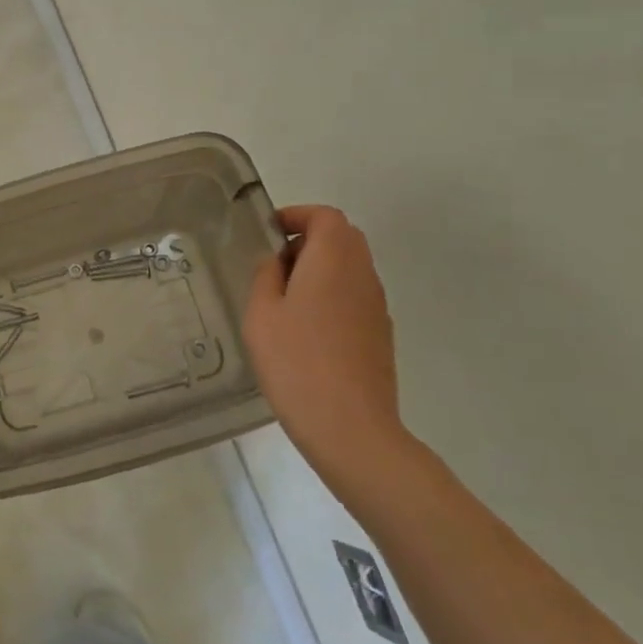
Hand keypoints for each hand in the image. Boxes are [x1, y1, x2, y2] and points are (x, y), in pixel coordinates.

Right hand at [245, 205, 409, 485]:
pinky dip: (332, 295)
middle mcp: (362, 274)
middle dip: (308, 240)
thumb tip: (277, 261)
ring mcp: (377, 306)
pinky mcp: (381, 334)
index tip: (268, 232)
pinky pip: (355, 296)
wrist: (350, 427)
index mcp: (333, 260)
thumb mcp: (261, 313)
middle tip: (274, 264)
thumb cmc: (296, 362)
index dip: (296, 216)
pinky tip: (307, 330)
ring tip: (285, 300)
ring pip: (351, 268)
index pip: (325, 216)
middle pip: (342, 238)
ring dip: (320, 269)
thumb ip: (266, 276)